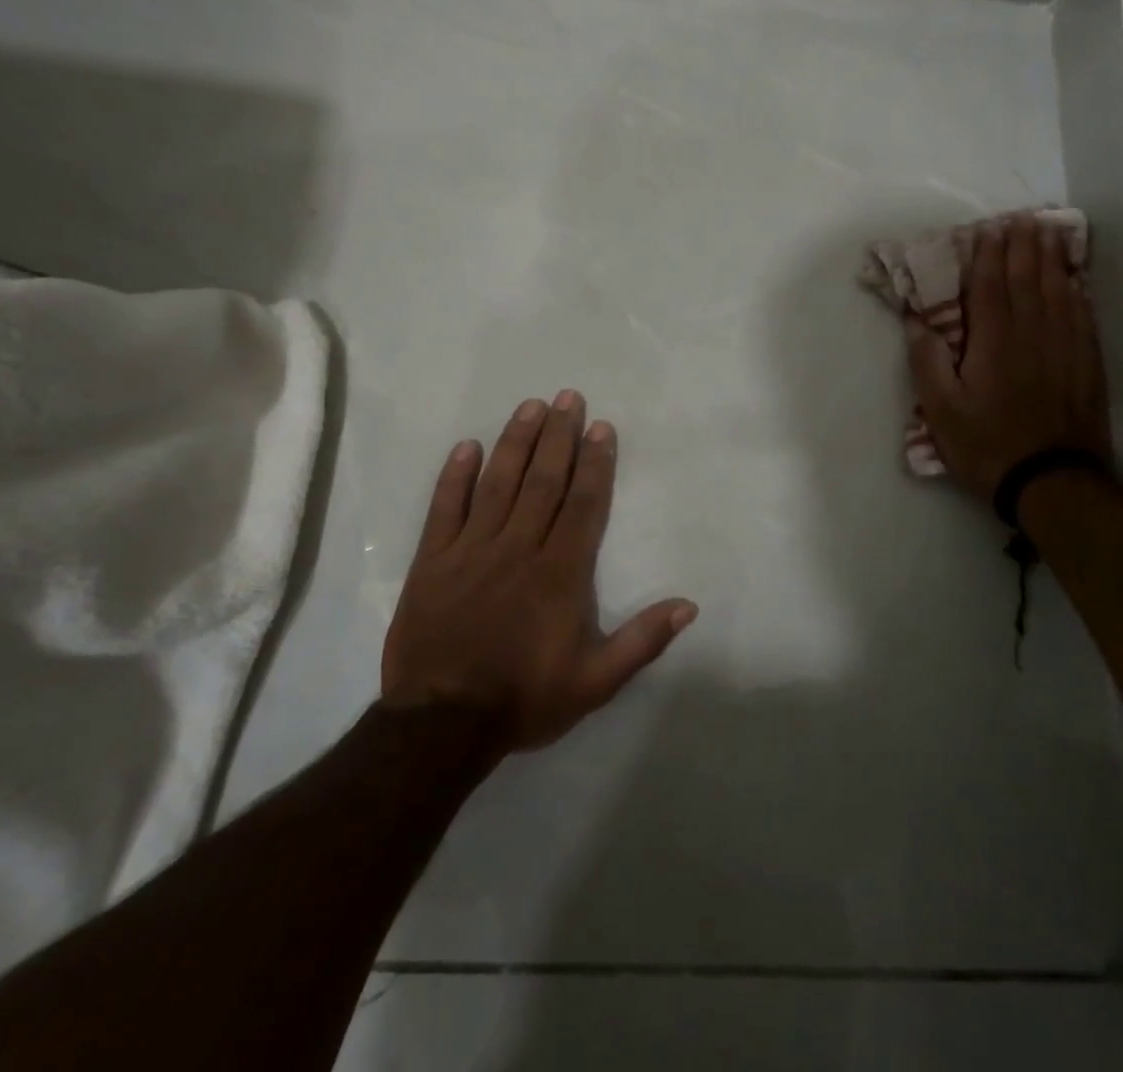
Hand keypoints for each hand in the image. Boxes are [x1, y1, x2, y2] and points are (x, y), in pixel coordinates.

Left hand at [381, 392, 697, 749]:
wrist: (441, 726)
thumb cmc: (525, 698)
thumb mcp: (596, 681)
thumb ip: (643, 641)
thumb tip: (689, 605)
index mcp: (561, 573)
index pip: (583, 504)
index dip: (594, 463)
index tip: (600, 427)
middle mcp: (519, 548)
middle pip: (544, 481)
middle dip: (558, 436)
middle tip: (567, 397)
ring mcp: (472, 550)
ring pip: (499, 483)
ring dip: (516, 442)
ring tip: (530, 406)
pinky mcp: (434, 561)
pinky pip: (446, 509)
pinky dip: (456, 476)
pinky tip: (468, 446)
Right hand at [904, 215, 1110, 500]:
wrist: (1051, 482)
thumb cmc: (986, 445)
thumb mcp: (940, 411)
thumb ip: (927, 361)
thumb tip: (916, 321)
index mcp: (994, 342)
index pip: (990, 287)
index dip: (989, 256)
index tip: (990, 229)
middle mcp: (1032, 335)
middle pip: (1028, 280)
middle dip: (1024, 246)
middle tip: (1023, 218)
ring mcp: (1064, 348)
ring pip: (1059, 291)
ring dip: (1052, 259)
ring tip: (1050, 233)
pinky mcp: (1086, 365)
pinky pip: (1083, 316)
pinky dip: (1078, 291)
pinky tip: (1076, 280)